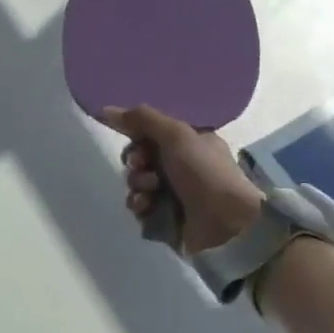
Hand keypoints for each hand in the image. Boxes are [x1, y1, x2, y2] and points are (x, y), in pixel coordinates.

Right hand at [102, 104, 265, 254]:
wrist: (226, 224)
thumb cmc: (204, 172)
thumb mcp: (176, 135)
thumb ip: (142, 119)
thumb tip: (107, 109)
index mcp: (189, 142)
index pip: (151, 133)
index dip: (138, 136)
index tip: (135, 140)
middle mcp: (181, 166)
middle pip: (140, 157)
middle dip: (136, 161)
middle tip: (142, 166)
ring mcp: (174, 193)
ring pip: (137, 182)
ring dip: (138, 184)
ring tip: (152, 192)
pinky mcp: (166, 218)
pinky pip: (140, 207)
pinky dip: (141, 206)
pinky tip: (148, 207)